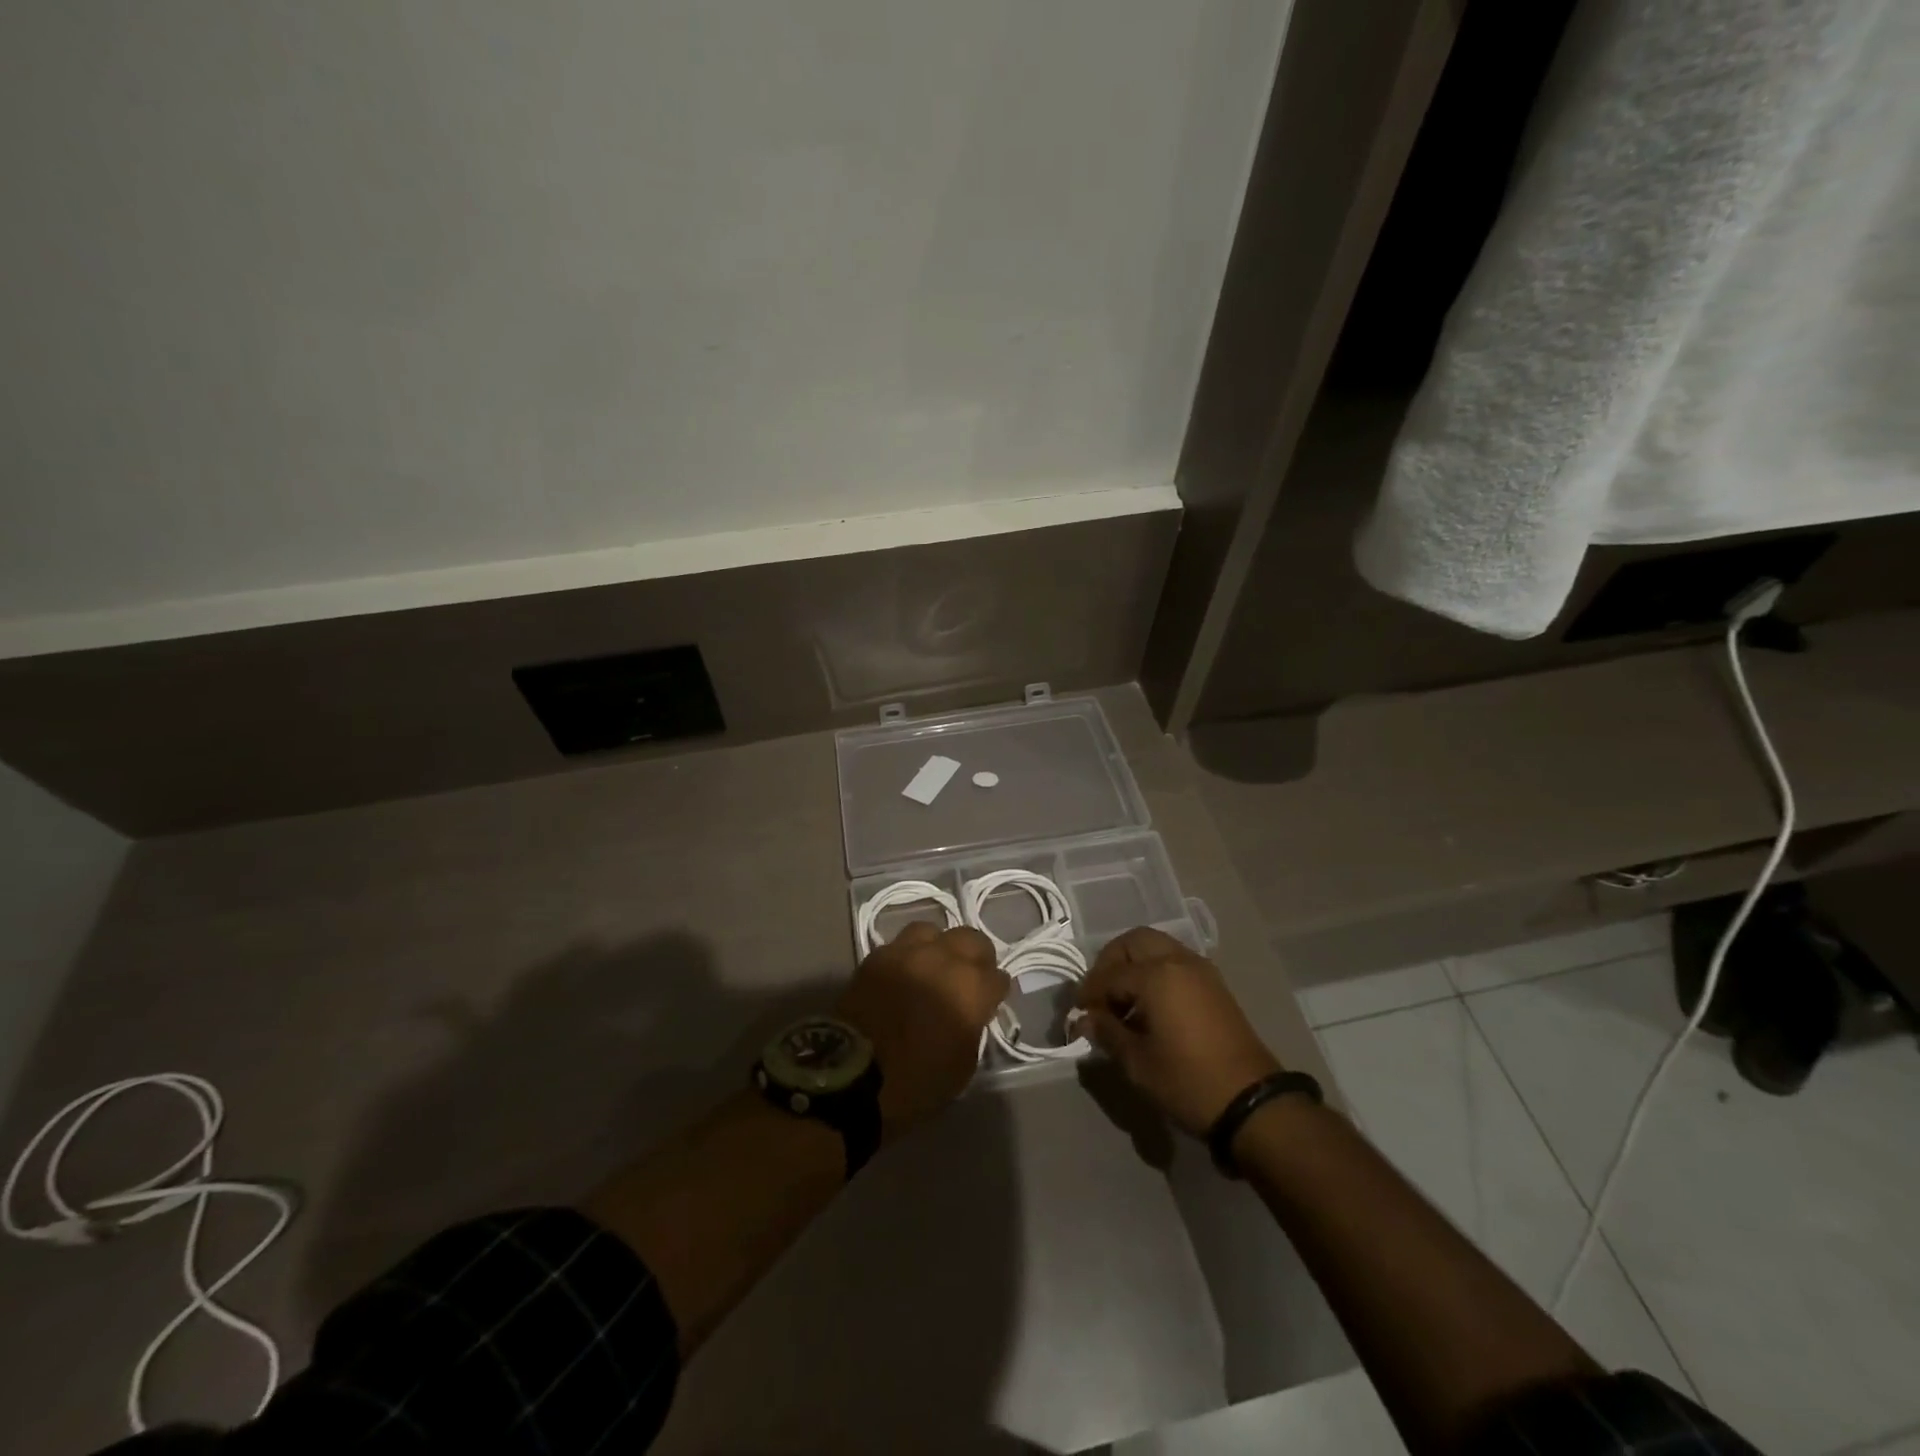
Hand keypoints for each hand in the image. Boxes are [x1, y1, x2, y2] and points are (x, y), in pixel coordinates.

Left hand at [836, 921, 1008, 1140]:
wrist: (850, 1077)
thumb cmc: (915, 1083)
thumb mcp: (961, 1067)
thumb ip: (972, 1029)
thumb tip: (969, 1014)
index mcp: (971, 989)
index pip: (998, 978)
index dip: (995, 992)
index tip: (989, 1003)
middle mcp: (943, 960)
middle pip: (971, 940)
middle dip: (977, 957)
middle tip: (970, 978)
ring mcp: (907, 953)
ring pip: (933, 932)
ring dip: (938, 948)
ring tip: (933, 968)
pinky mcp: (876, 957)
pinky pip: (899, 946)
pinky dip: (907, 956)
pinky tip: (904, 975)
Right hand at [1075, 927, 1281, 1137]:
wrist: (1251, 1102)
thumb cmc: (1187, 1081)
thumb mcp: (1138, 1063)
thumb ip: (1108, 1033)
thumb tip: (1086, 1020)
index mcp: (1156, 975)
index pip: (1110, 974)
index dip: (1089, 992)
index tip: (1078, 1013)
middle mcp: (1178, 961)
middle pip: (1134, 941)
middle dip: (1111, 962)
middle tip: (1100, 994)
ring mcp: (1200, 970)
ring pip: (1157, 947)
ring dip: (1134, 964)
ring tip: (1123, 1001)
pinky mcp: (1214, 985)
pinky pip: (1175, 962)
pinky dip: (1156, 972)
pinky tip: (1149, 1006)